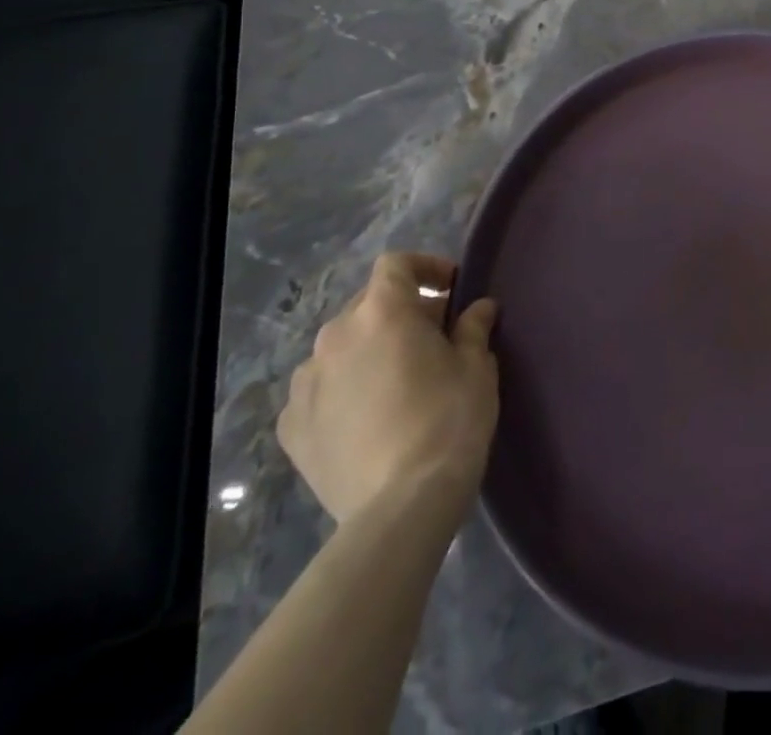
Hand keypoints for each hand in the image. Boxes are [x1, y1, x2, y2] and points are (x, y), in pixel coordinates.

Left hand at [278, 252, 498, 523]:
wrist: (402, 506)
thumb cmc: (449, 419)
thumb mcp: (477, 366)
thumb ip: (473, 327)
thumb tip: (479, 308)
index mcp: (382, 312)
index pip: (396, 264)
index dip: (425, 268)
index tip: (451, 289)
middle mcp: (335, 336)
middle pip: (368, 304)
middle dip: (400, 312)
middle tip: (432, 338)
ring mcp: (306, 383)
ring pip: (341, 347)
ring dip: (368, 350)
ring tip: (395, 380)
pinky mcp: (291, 427)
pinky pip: (319, 390)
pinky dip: (341, 390)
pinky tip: (365, 416)